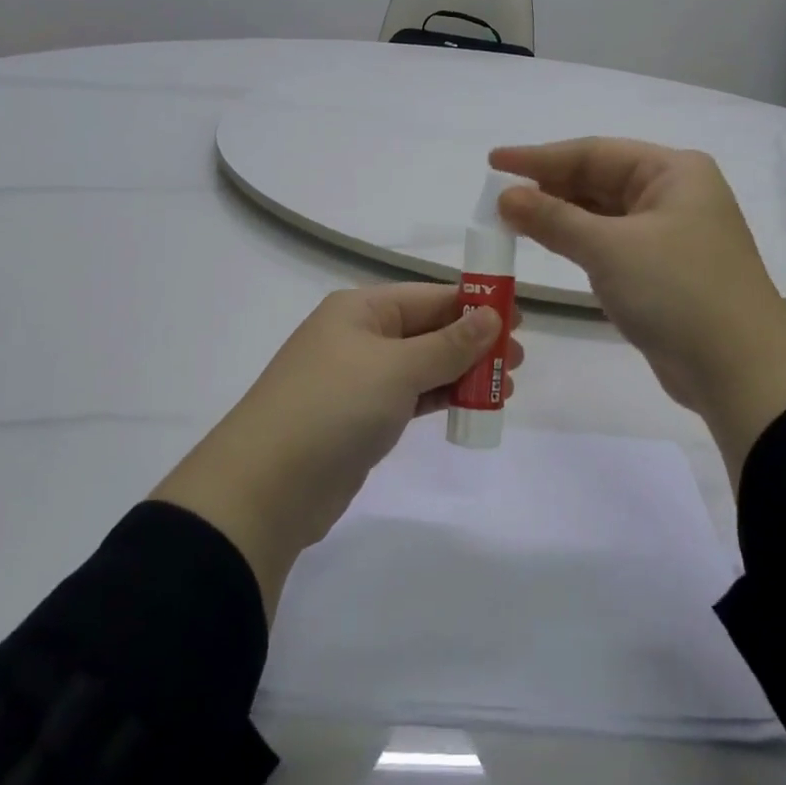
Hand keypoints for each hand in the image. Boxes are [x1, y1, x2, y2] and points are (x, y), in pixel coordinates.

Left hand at [152, 285, 523, 617]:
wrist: (267, 487)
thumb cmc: (334, 407)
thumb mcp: (397, 367)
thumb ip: (448, 344)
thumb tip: (490, 316)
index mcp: (361, 309)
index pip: (430, 296)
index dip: (475, 305)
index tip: (518, 318)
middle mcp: (359, 336)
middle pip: (428, 330)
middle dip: (474, 342)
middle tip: (518, 360)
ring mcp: (358, 379)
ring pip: (422, 366)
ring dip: (462, 372)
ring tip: (507, 384)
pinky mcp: (361, 418)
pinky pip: (411, 397)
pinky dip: (441, 398)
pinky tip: (472, 404)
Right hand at [489, 139, 785, 483]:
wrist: (739, 369)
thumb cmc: (677, 291)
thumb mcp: (610, 248)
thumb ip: (554, 218)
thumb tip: (506, 196)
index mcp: (673, 172)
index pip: (595, 153)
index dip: (540, 157)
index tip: (494, 162)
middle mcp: (674, 194)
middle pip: (599, 180)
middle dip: (548, 186)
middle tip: (497, 195)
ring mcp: (670, 234)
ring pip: (603, 214)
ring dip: (560, 215)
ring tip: (511, 218)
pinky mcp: (663, 270)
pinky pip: (611, 243)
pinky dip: (578, 241)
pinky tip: (548, 242)